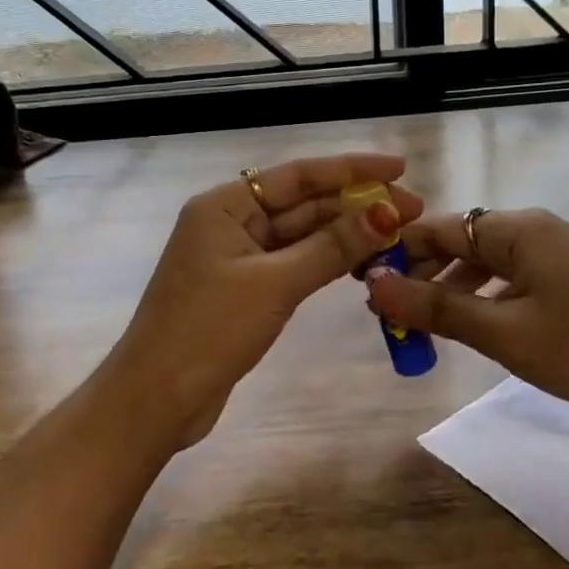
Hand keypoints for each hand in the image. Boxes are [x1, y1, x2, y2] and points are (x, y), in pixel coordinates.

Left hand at [104, 154, 422, 448]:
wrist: (156, 401)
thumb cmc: (209, 331)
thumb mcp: (275, 284)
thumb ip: (332, 246)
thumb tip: (386, 213)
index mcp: (224, 205)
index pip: (298, 175)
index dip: (351, 169)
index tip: (399, 168)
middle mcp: (230, 221)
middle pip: (302, 203)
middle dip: (355, 205)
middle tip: (413, 209)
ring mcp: (237, 256)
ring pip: (301, 235)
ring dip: (345, 234)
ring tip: (397, 234)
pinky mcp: (244, 288)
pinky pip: (294, 262)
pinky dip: (326, 261)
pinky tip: (361, 263)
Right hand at [366, 208, 568, 446]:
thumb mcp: (506, 333)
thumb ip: (437, 308)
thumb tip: (373, 284)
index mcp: (516, 230)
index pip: (438, 228)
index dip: (398, 254)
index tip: (365, 288)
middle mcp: (533, 230)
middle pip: (460, 243)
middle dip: (422, 276)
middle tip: (391, 318)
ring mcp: (556, 254)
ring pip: (484, 264)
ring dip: (451, 292)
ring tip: (423, 329)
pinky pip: (511, 281)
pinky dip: (483, 300)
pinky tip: (473, 329)